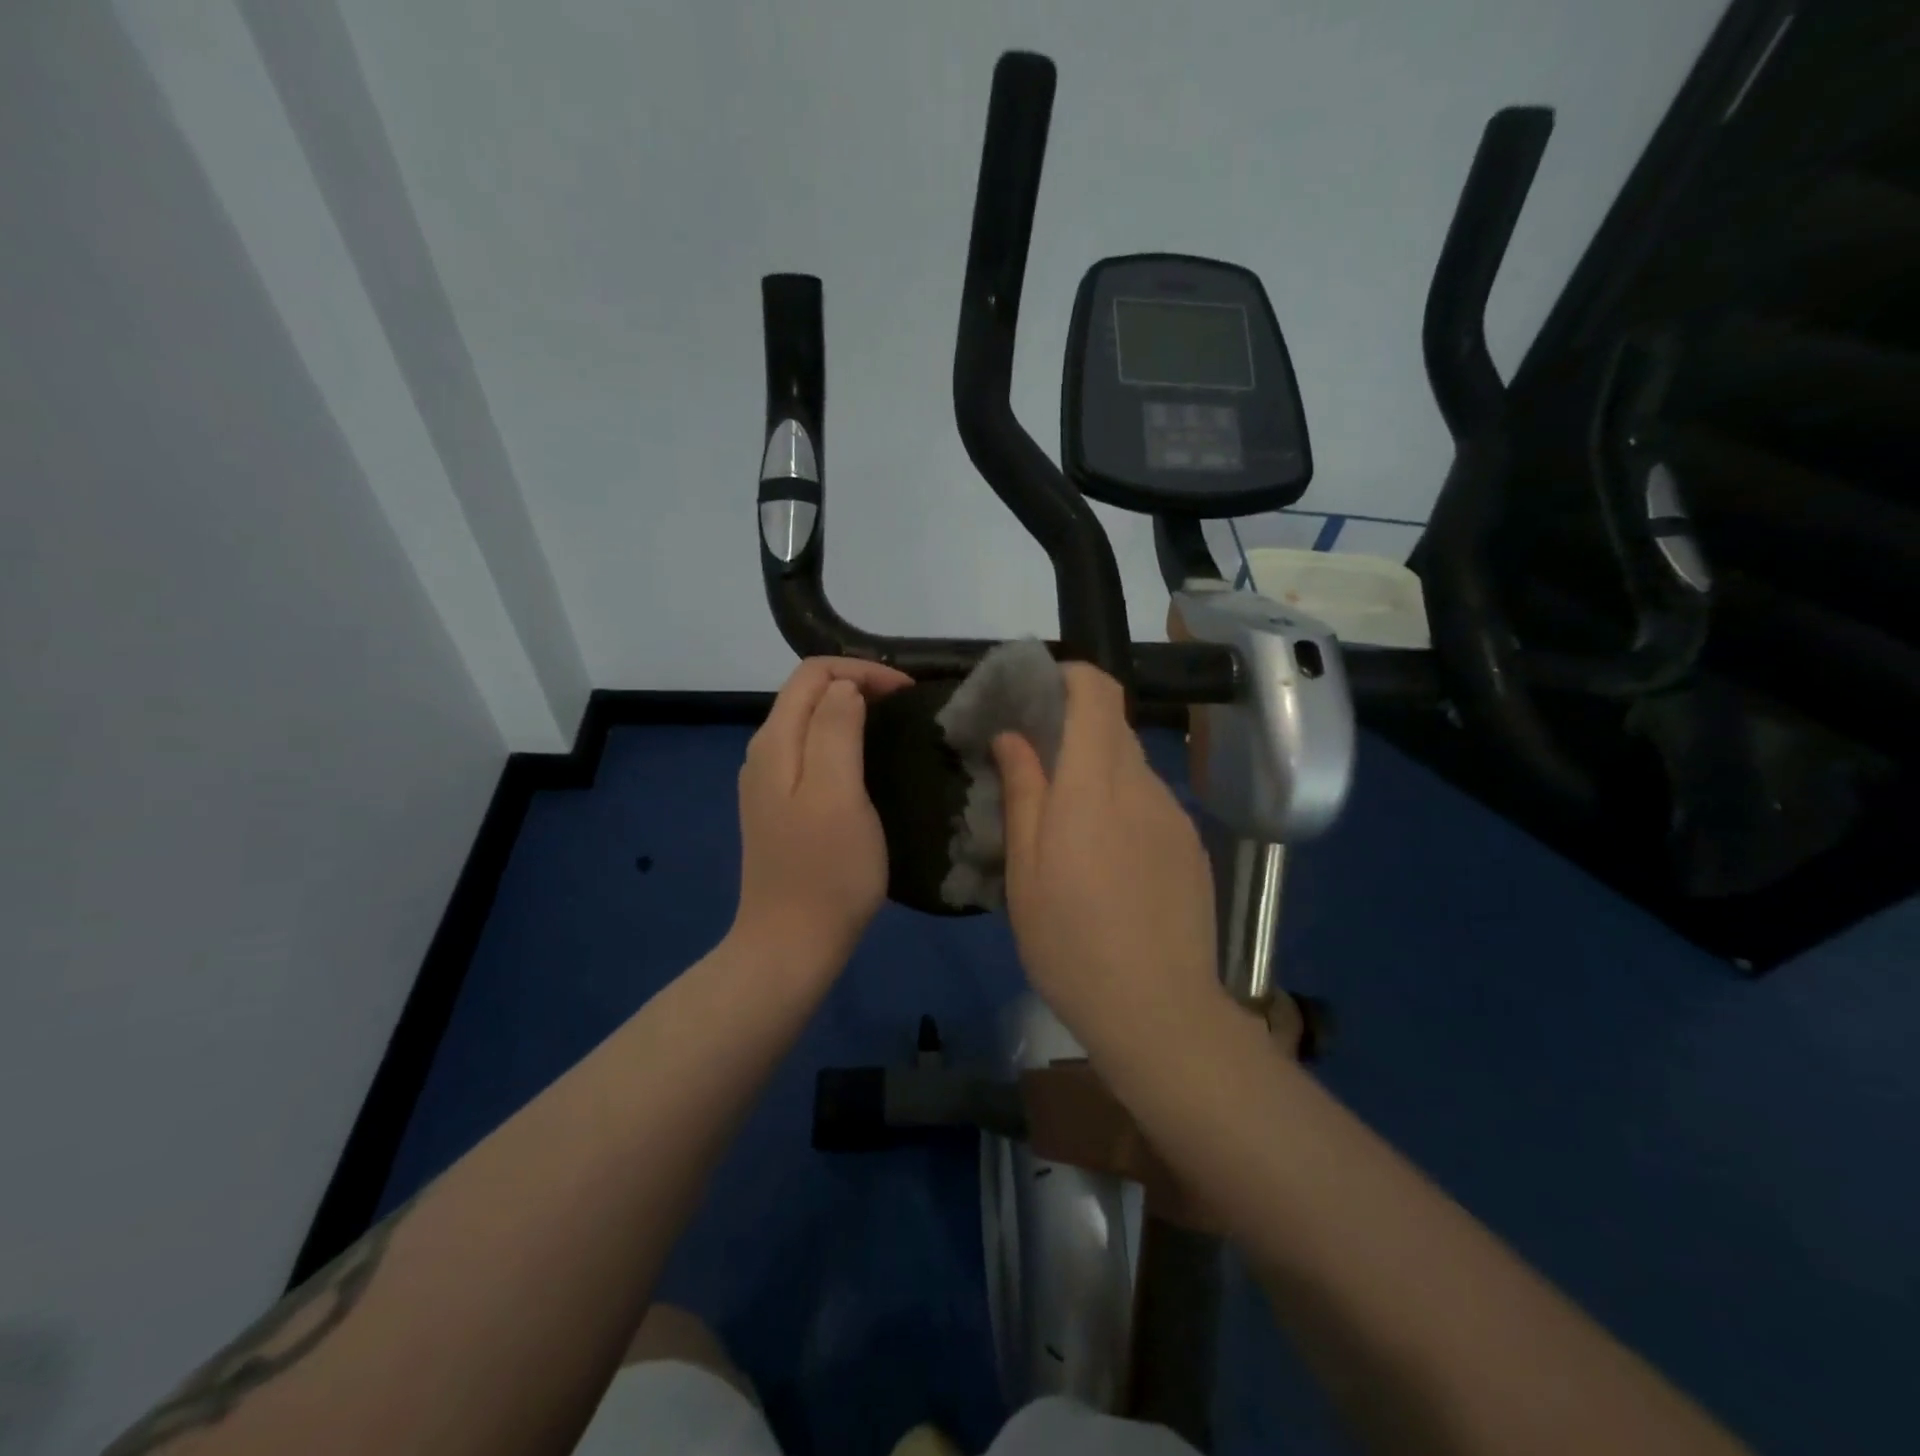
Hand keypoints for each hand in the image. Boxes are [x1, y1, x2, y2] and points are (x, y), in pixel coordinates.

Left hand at [732, 657, 911, 979]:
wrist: (790, 945)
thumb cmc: (826, 870)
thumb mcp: (838, 792)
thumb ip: (836, 729)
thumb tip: (845, 687)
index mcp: (776, 742)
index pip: (814, 673)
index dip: (862, 670)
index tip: (907, 692)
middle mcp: (764, 753)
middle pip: (807, 694)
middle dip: (856, 684)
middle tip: (906, 704)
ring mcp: (768, 783)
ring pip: (809, 722)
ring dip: (849, 711)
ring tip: (892, 725)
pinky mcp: (780, 808)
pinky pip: (810, 752)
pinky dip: (841, 740)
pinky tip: (866, 762)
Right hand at [993, 665, 1224, 1056]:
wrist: (1158, 1011)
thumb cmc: (1071, 940)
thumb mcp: (1026, 869)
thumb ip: (1023, 792)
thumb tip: (1014, 737)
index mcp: (1095, 784)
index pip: (1098, 692)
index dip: (1070, 677)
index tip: (1037, 694)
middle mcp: (1143, 786)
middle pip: (1113, 728)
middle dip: (1073, 731)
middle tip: (1036, 769)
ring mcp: (1175, 817)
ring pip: (1132, 769)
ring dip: (1098, 776)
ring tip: (1070, 828)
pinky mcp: (1192, 848)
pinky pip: (1152, 806)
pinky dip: (1124, 809)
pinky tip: (1109, 864)